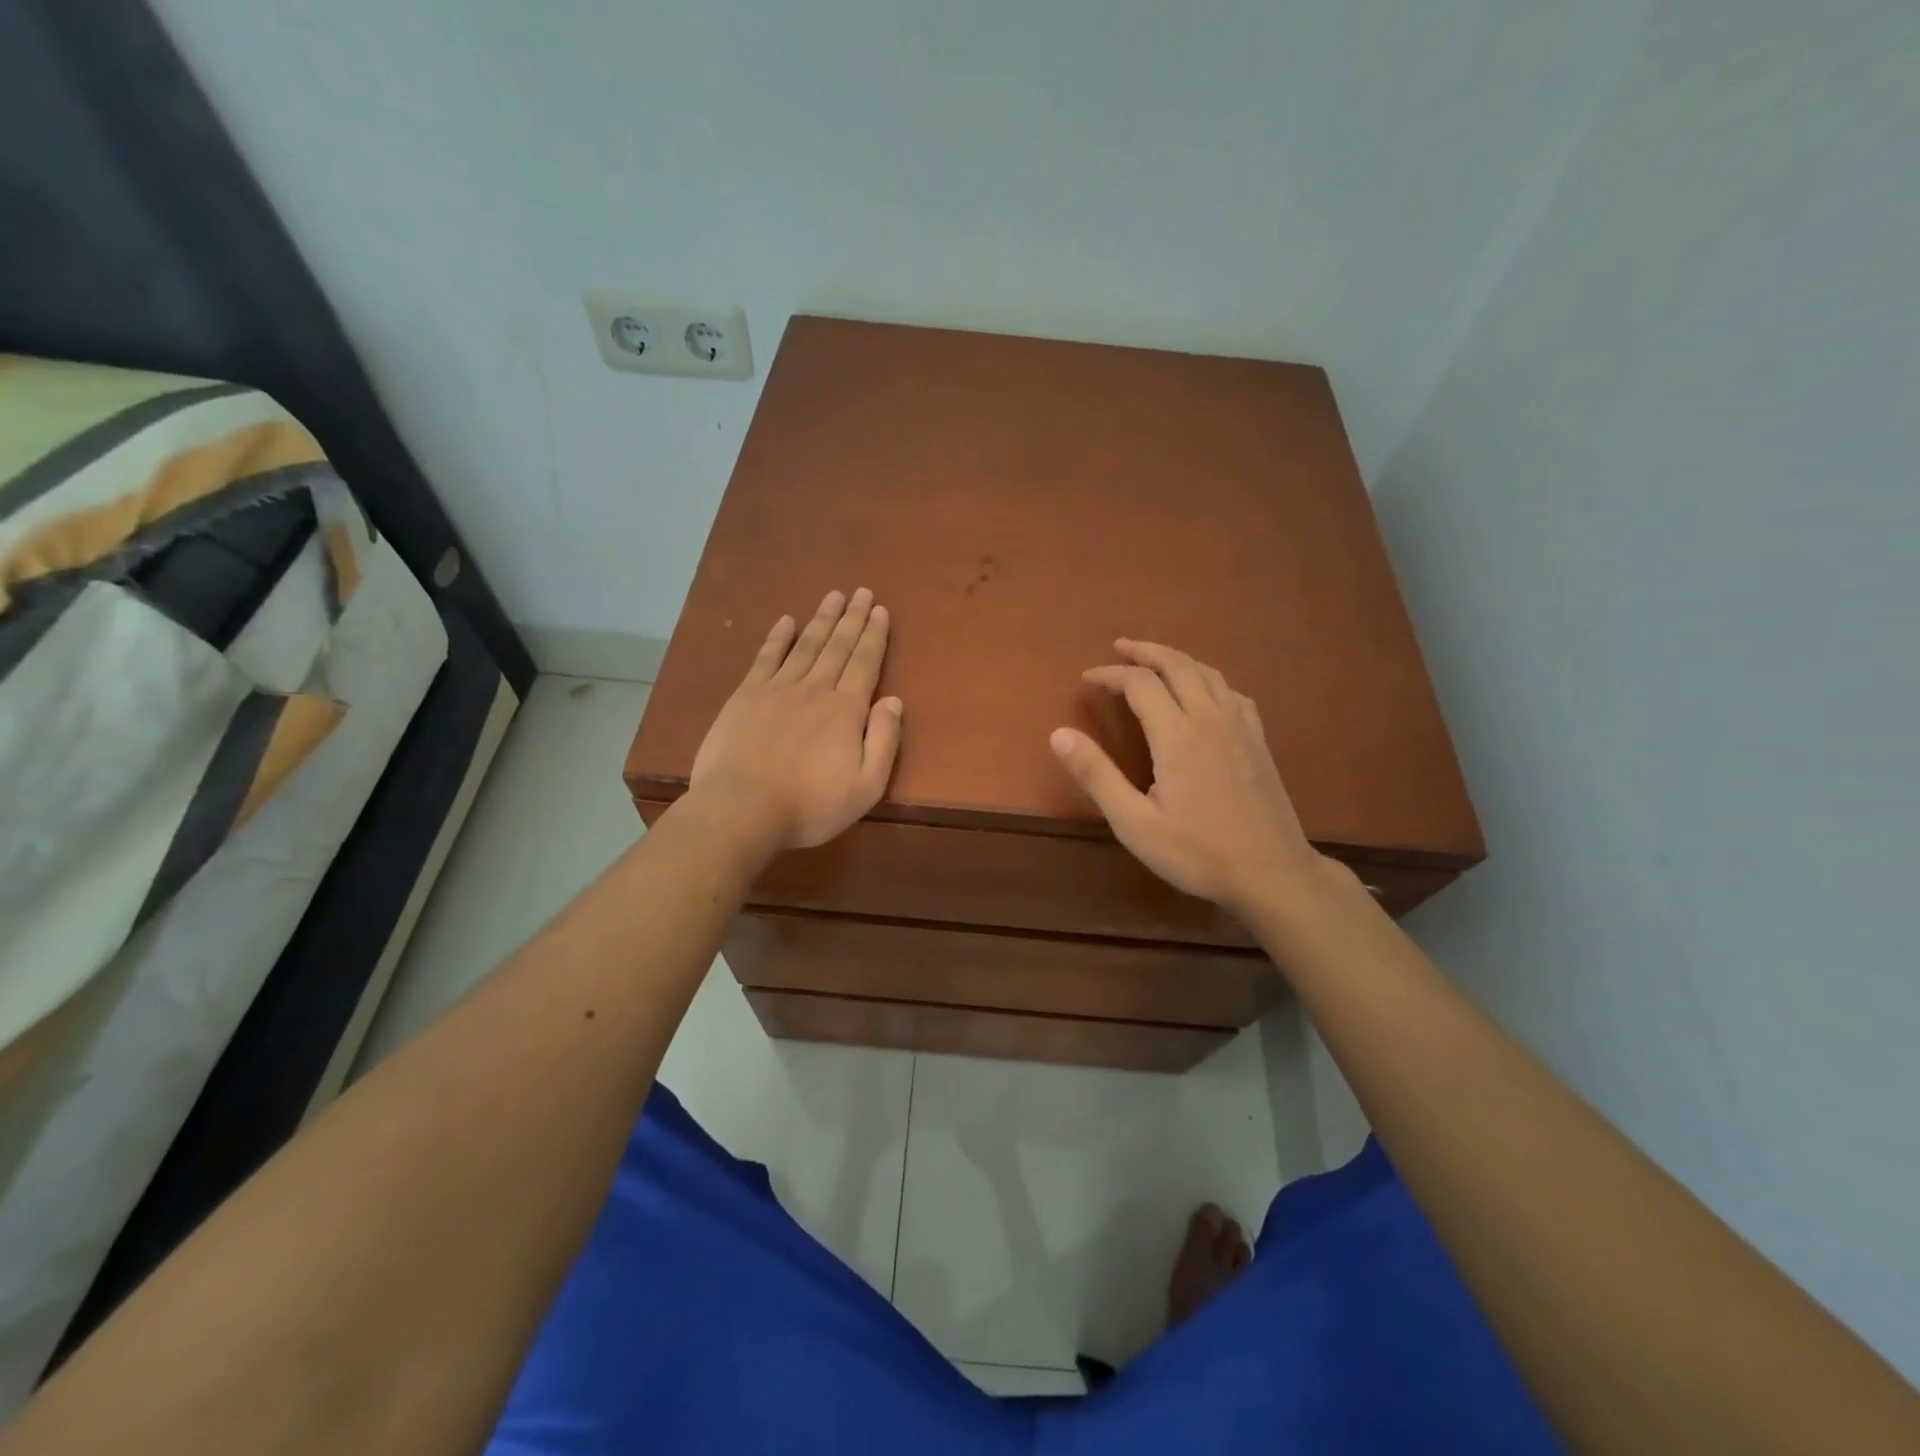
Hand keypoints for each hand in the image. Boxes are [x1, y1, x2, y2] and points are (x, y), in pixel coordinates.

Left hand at [688, 588, 902, 852]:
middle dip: (853, 618)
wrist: (741, 809)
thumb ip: (884, 741)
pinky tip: (785, 621)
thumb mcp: (866, 786)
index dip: (875, 635)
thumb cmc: (810, 805)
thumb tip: (893, 700)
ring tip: (834, 596)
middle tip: (862, 592)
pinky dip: (777, 638)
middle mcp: (815, 689)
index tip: (881, 610)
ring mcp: (777, 689)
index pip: (865, 663)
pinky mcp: (746, 697)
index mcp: (846, 710)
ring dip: (822, 619)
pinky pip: (766, 658)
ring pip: (806, 645)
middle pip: (838, 646)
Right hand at [1049, 639, 1322, 915]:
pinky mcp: (1258, 740)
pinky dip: (1207, 678)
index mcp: (1177, 735)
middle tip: (1119, 647)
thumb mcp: (1134, 823)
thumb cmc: (1197, 852)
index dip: (1110, 674)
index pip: (1139, 684)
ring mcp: (1240, 726)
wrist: (1272, 872)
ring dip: (1176, 659)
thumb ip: (1096, 775)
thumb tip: (1059, 734)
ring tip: (1154, 660)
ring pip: (1207, 673)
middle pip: (1176, 665)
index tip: (1087, 678)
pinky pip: (1230, 691)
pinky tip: (1203, 691)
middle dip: (1144, 651)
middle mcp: (1210, 718)